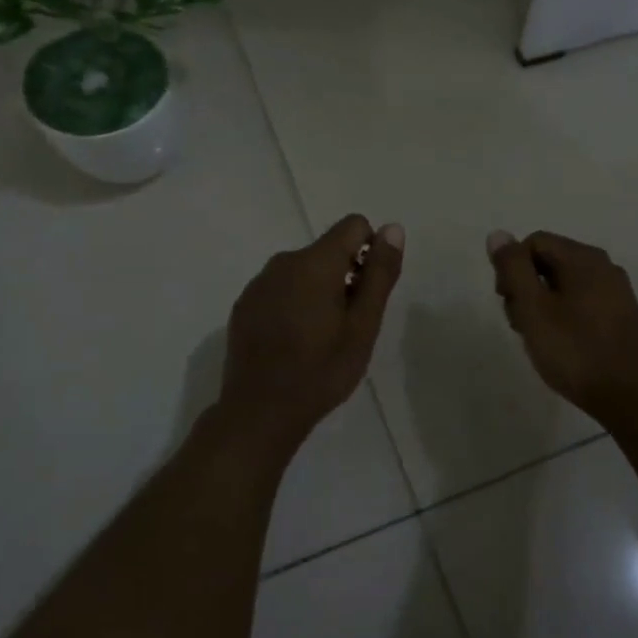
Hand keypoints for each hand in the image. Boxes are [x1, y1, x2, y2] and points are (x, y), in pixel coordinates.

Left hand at [221, 214, 404, 450]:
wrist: (260, 411)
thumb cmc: (321, 370)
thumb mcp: (363, 325)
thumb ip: (380, 273)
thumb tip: (392, 229)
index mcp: (315, 263)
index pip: (353, 226)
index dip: (370, 251)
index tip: (368, 292)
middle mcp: (283, 262)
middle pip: (328, 250)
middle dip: (346, 275)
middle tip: (349, 325)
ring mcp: (259, 283)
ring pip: (303, 271)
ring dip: (320, 291)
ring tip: (322, 337)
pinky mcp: (244, 304)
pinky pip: (280, 288)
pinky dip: (294, 303)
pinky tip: (294, 341)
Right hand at [486, 230, 637, 425]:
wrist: (634, 397)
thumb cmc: (577, 351)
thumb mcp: (534, 309)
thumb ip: (513, 269)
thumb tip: (499, 234)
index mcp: (583, 258)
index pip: (534, 242)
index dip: (512, 269)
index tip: (508, 303)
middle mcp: (604, 267)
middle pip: (549, 262)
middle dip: (526, 289)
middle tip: (521, 326)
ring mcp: (616, 292)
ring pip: (564, 285)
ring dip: (542, 307)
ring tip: (539, 341)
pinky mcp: (621, 317)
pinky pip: (582, 303)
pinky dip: (563, 318)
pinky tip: (562, 347)